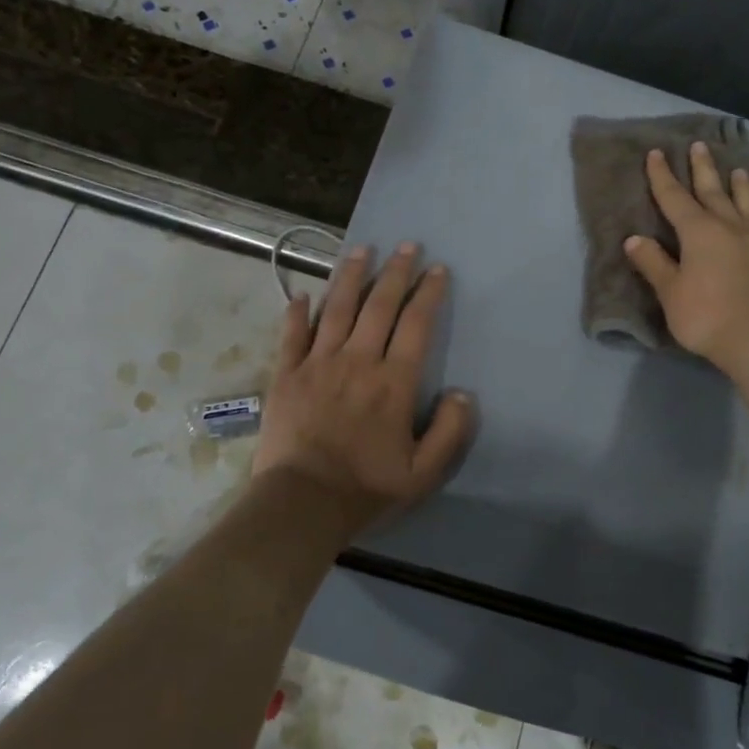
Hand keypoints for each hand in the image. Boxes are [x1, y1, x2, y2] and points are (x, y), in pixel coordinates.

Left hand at [253, 242, 474, 530]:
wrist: (302, 502)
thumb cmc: (366, 487)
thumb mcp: (424, 471)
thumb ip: (450, 431)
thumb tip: (462, 393)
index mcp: (393, 382)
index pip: (416, 325)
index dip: (428, 294)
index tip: (437, 269)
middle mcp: (357, 361)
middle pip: (378, 306)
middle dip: (395, 272)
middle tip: (406, 245)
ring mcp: (317, 364)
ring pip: (336, 309)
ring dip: (350, 276)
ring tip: (361, 250)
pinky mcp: (285, 375)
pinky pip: (292, 336)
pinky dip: (297, 313)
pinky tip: (302, 295)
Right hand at [623, 141, 748, 369]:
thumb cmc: (707, 315)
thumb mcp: (670, 292)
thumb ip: (654, 264)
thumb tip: (634, 239)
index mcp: (698, 232)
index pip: (674, 197)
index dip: (663, 176)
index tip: (657, 153)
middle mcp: (729, 229)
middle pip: (713, 192)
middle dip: (703, 170)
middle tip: (700, 146)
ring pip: (748, 208)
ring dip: (742, 189)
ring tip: (740, 172)